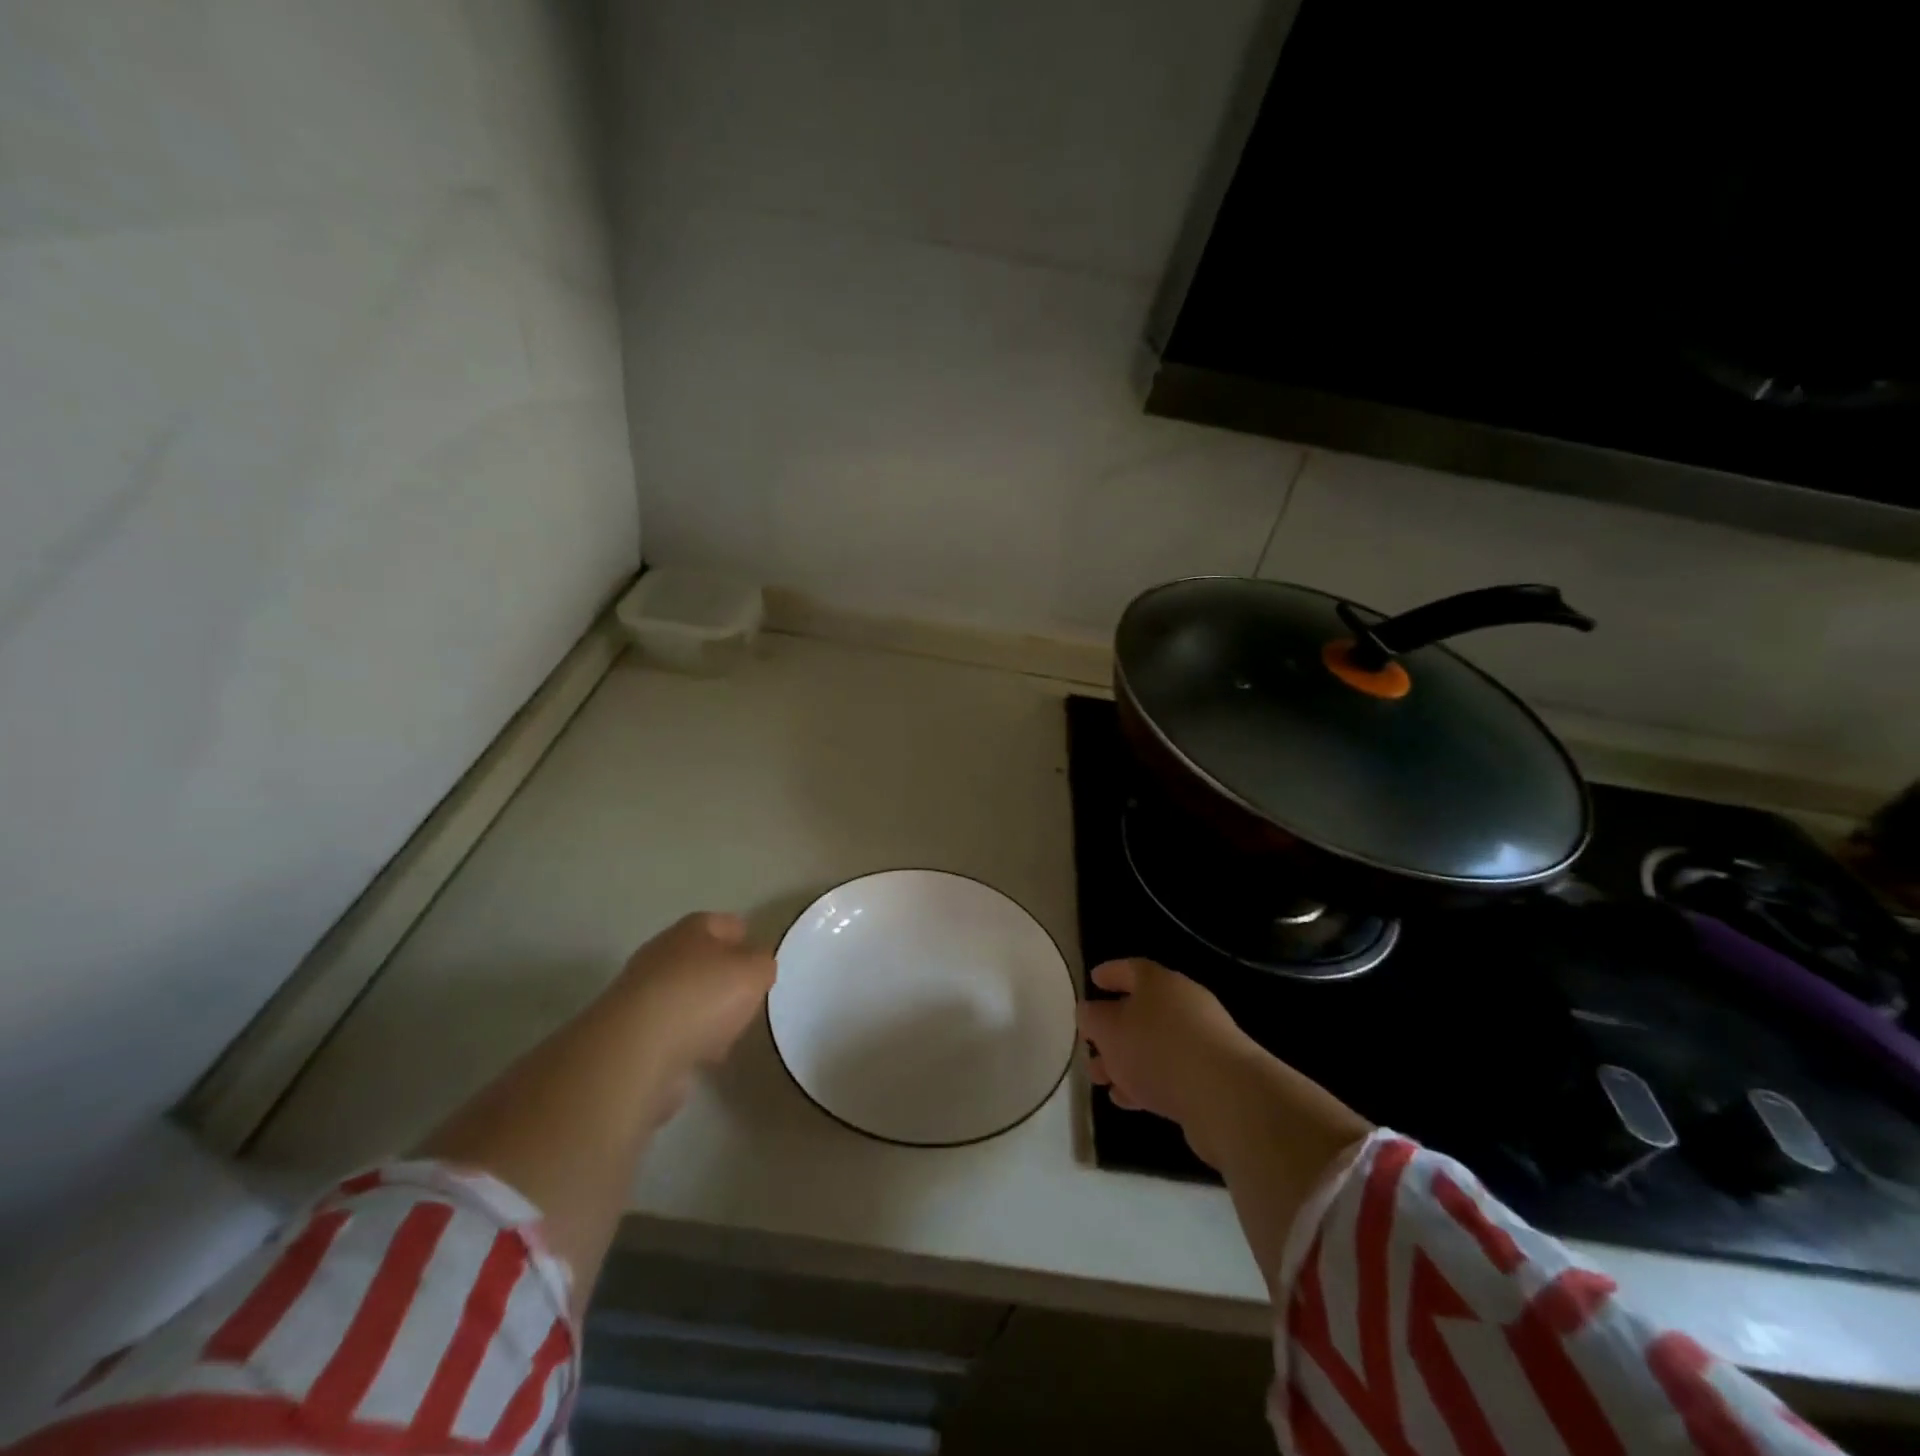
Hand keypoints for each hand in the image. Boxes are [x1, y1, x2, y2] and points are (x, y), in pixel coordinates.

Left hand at [617, 912, 776, 1116]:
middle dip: (722, 977)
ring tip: (728, 1034)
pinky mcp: (629, 1033)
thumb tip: (756, 965)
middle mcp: (661, 954)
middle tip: (746, 998)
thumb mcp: (754, 972)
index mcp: (691, 930)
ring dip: (703, 1012)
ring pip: (684, 996)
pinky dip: (686, 1040)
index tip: (760, 960)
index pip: (724, 923)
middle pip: (700, 959)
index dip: (745, 938)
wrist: (635, 1051)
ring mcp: (640, 994)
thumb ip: (762, 964)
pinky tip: (702, 1056)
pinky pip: (669, 1030)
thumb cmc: (702, 997)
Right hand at [1079, 958, 1262, 1161]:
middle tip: (1090, 1045)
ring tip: (1102, 1079)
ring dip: (1125, 1060)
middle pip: (1141, 1010)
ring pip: (1153, 1045)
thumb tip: (1089, 1012)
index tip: (1093, 981)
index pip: (1130, 969)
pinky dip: (1146, 1081)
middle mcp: (1183, 1004)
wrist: (1225, 1097)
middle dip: (1112, 1029)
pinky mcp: (1211, 1076)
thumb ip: (1093, 1018)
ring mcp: (1201, 1040)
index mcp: (1159, 982)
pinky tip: (1128, 1100)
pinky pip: (1169, 1072)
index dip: (1109, 973)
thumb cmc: (1157, 1049)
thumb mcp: (1109, 1030)